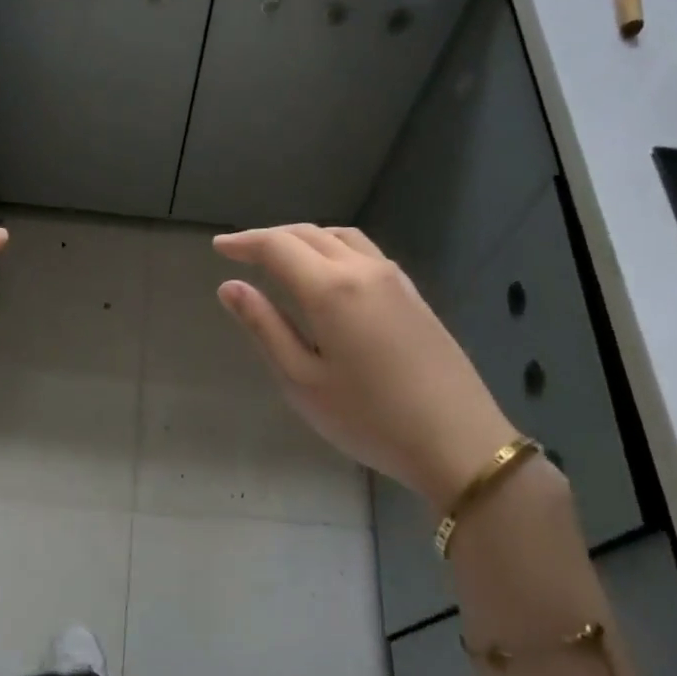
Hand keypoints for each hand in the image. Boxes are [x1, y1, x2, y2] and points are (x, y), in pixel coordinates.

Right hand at [213, 224, 519, 514]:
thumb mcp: (302, 380)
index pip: (277, 246)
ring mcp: (393, 278)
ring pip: (340, 237)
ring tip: (281, 257)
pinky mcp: (412, 293)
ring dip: (304, 238)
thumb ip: (265, 327)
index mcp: (330, 289)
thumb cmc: (368, 418)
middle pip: (309, 234)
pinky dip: (332, 249)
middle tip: (241, 252)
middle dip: (270, 237)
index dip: (245, 243)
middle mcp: (363, 269)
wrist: (457, 441)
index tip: (219, 247)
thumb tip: (230, 287)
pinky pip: (364, 252)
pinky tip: (327, 274)